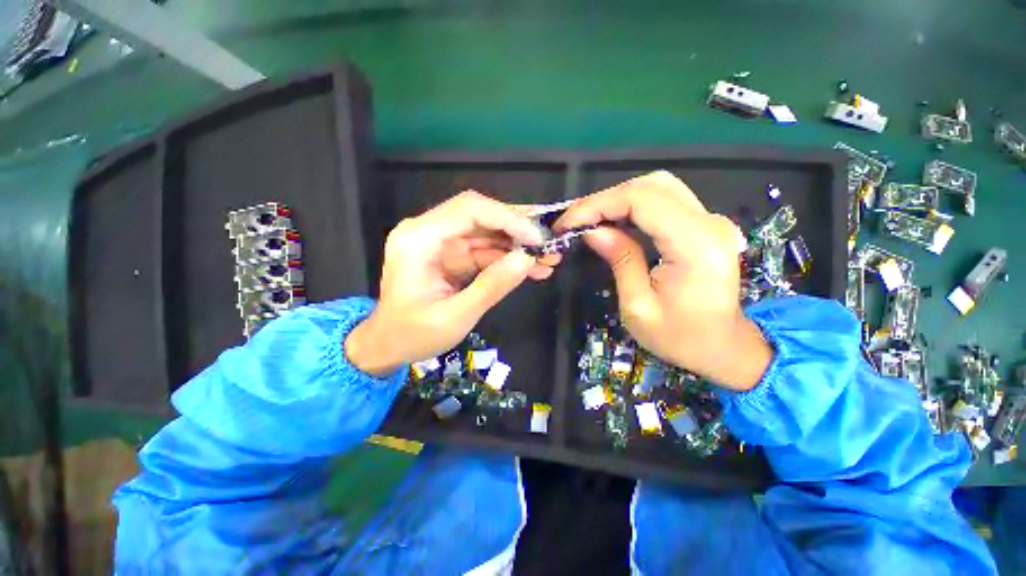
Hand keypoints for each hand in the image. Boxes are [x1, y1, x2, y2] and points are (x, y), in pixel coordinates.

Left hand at [346, 191, 559, 375]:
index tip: (537, 238)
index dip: (508, 218)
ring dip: (518, 245)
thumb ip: (490, 287)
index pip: (469, 209)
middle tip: (550, 242)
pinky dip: (509, 258)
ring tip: (548, 258)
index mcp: (419, 239)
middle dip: (518, 229)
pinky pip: (485, 250)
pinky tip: (532, 269)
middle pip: (481, 216)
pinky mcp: (453, 256)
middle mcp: (429, 232)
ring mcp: (442, 243)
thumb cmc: (413, 335)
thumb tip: (527, 260)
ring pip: (488, 232)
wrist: (389, 345)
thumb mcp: (454, 316)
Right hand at [555, 171, 770, 390]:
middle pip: (651, 186)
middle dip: (605, 199)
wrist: (723, 348)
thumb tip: (593, 231)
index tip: (568, 222)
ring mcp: (711, 221)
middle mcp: (709, 223)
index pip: (642, 200)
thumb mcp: (638, 306)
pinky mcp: (705, 225)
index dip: (598, 204)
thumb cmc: (680, 337)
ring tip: (589, 220)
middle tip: (576, 220)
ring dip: (618, 199)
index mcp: (695, 245)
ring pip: (658, 188)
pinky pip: (665, 201)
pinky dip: (633, 205)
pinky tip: (613, 221)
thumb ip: (620, 260)